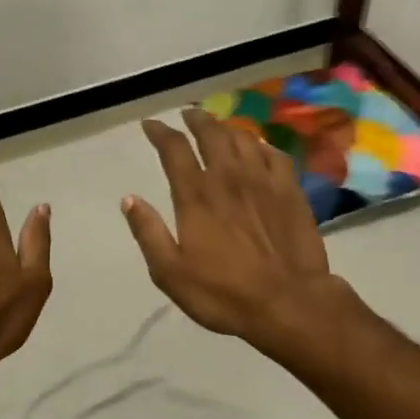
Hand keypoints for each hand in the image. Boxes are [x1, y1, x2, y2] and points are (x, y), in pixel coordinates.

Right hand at [123, 109, 349, 347]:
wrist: (289, 303)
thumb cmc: (224, 293)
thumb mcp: (171, 272)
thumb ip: (148, 233)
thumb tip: (129, 199)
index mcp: (196, 196)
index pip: (175, 150)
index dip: (160, 132)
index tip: (151, 125)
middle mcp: (228, 178)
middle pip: (212, 134)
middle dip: (196, 120)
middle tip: (188, 115)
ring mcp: (263, 181)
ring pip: (243, 139)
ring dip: (226, 128)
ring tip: (218, 127)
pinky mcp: (290, 191)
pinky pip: (274, 154)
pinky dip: (261, 145)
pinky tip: (258, 147)